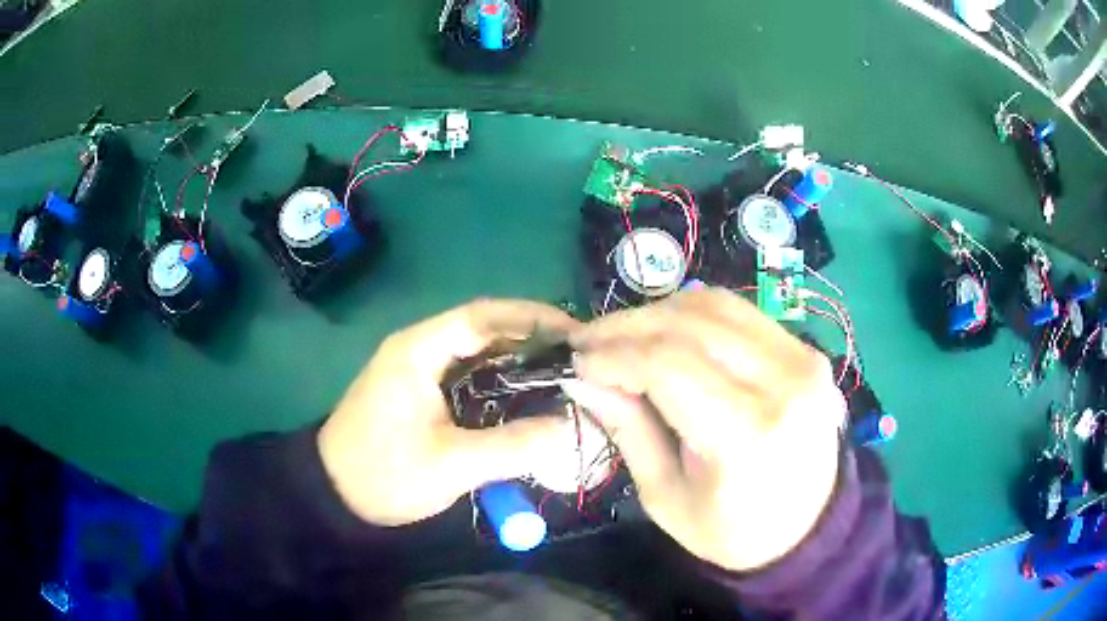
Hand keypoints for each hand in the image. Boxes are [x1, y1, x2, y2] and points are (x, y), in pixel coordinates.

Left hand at [318, 299, 580, 526]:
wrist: (334, 494)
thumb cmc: (385, 472)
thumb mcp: (452, 465)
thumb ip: (513, 446)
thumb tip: (570, 428)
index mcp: (418, 350)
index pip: (482, 317)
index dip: (532, 319)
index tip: (575, 333)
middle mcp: (417, 347)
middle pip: (481, 328)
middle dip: (530, 335)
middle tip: (577, 354)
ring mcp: (416, 367)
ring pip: (475, 350)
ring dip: (515, 356)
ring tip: (561, 371)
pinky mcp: (418, 389)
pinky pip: (466, 373)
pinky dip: (498, 377)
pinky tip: (524, 394)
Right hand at [564, 288, 843, 571]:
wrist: (806, 525)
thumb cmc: (731, 529)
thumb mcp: (666, 497)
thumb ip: (627, 430)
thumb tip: (582, 377)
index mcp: (748, 435)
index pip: (668, 366)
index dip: (614, 355)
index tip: (577, 362)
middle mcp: (783, 383)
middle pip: (690, 325)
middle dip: (627, 327)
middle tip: (588, 340)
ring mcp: (802, 358)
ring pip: (714, 305)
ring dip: (658, 313)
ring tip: (622, 335)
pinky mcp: (805, 350)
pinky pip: (739, 312)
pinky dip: (693, 313)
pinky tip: (666, 331)